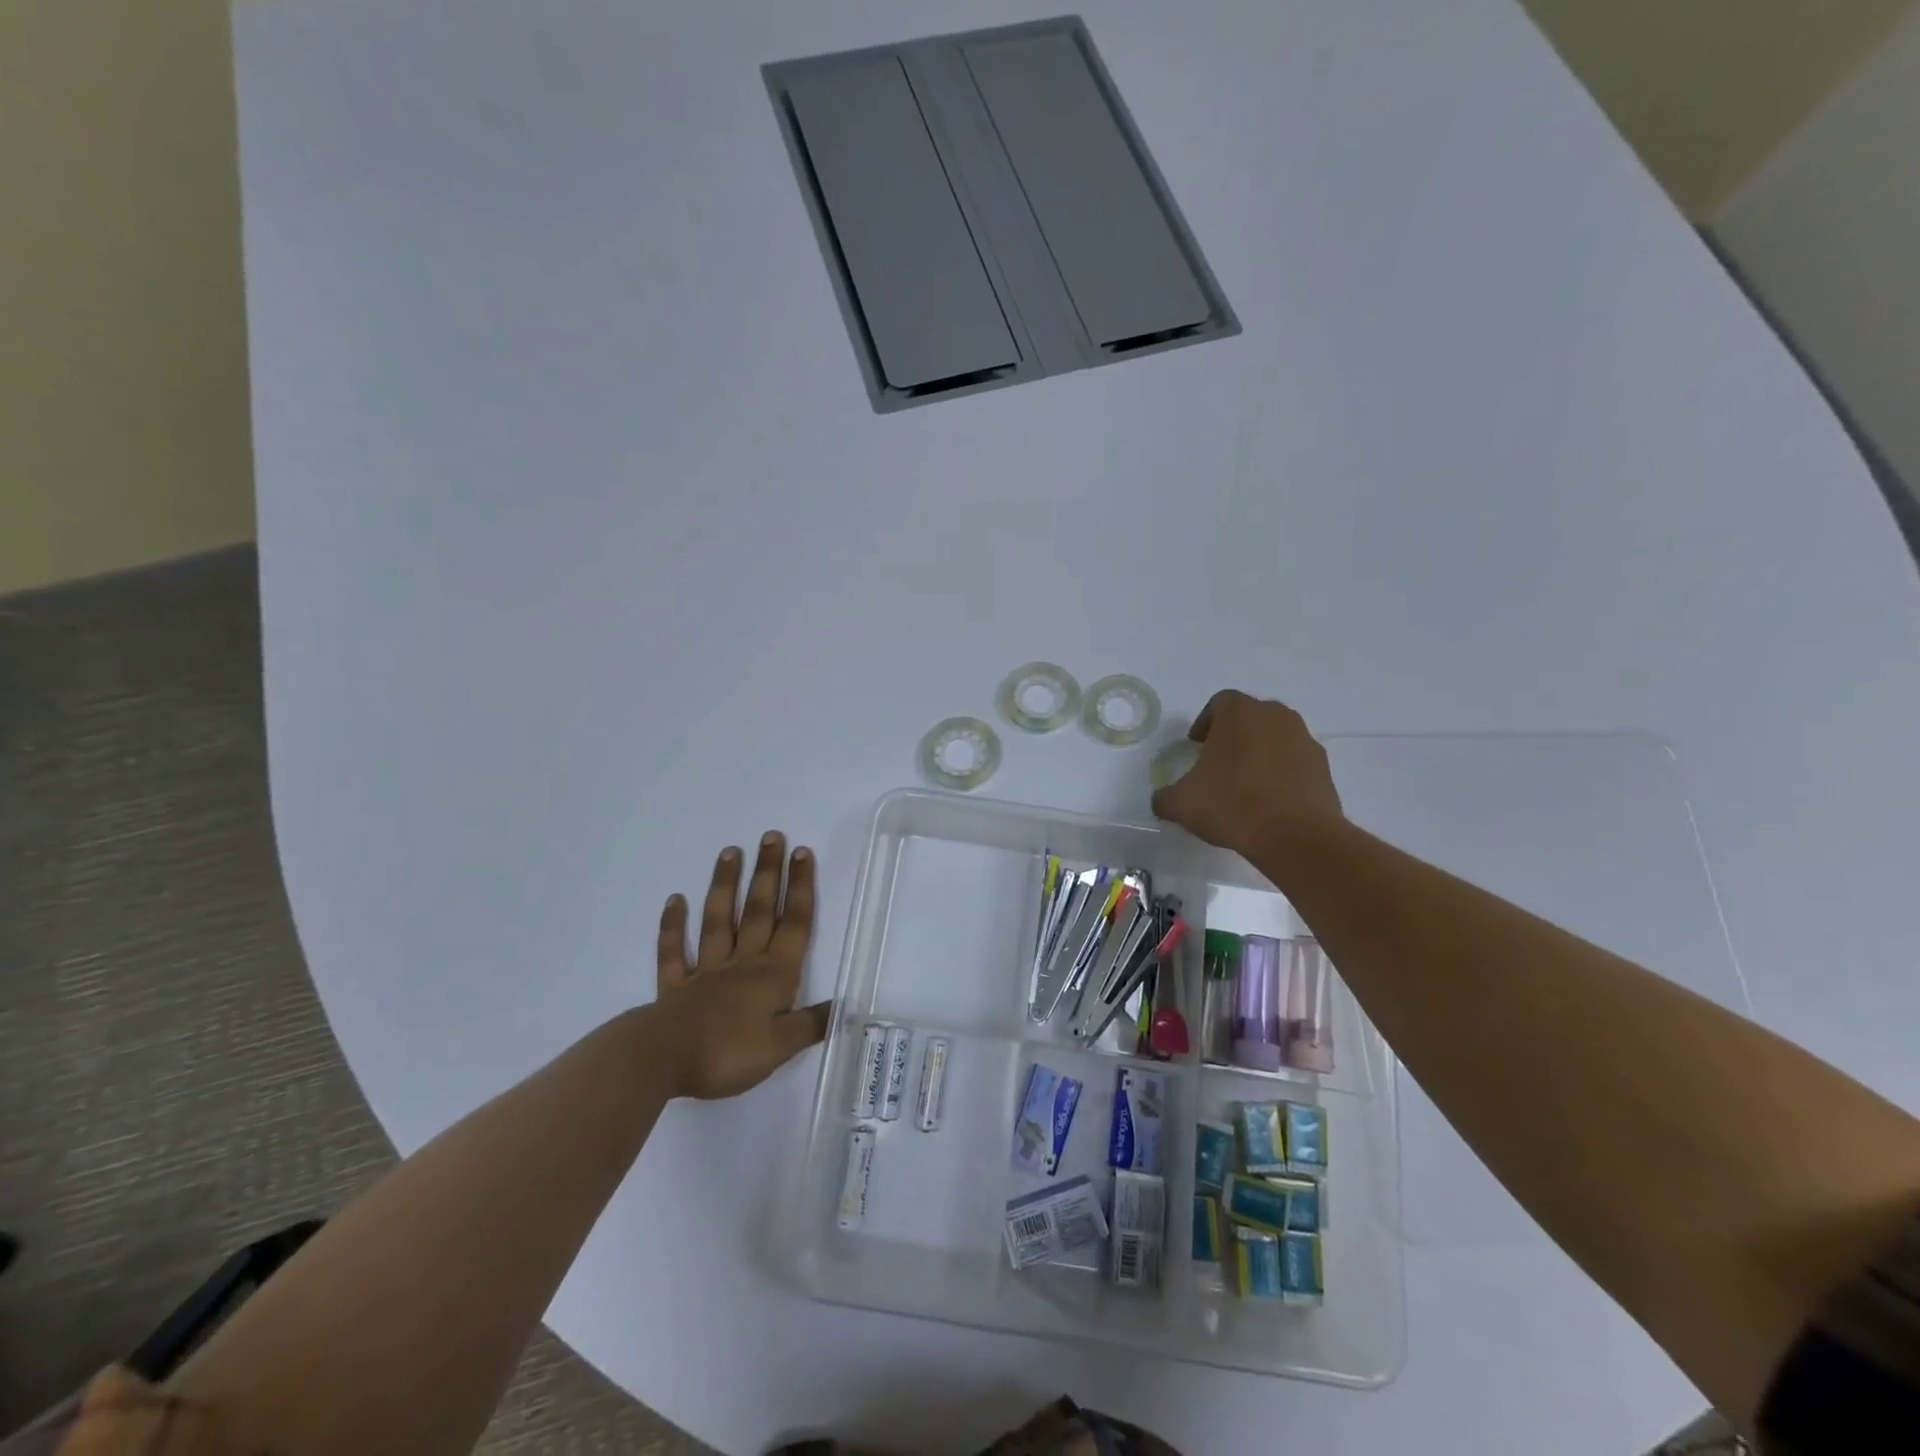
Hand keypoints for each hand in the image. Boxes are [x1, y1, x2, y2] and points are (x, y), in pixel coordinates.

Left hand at [654, 833, 831, 1099]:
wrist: (664, 1060)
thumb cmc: (729, 1052)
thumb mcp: (782, 1046)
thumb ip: (811, 1024)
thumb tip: (844, 1007)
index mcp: (773, 975)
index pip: (793, 924)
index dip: (800, 888)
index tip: (802, 853)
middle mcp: (742, 963)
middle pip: (759, 912)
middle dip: (768, 874)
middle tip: (771, 837)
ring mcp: (706, 971)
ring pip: (718, 920)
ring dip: (725, 885)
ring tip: (731, 852)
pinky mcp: (674, 986)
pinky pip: (674, 951)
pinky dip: (673, 926)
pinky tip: (675, 900)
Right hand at [1150, 690, 1344, 856]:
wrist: (1294, 835)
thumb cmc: (1231, 804)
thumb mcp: (1181, 803)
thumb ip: (1165, 796)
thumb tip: (1163, 799)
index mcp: (1240, 713)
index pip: (1219, 703)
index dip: (1204, 723)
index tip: (1196, 747)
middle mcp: (1276, 717)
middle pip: (1250, 717)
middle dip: (1234, 736)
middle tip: (1218, 764)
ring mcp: (1305, 741)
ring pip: (1276, 739)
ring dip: (1260, 754)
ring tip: (1245, 786)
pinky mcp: (1324, 769)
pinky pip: (1295, 763)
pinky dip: (1282, 775)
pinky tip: (1269, 803)